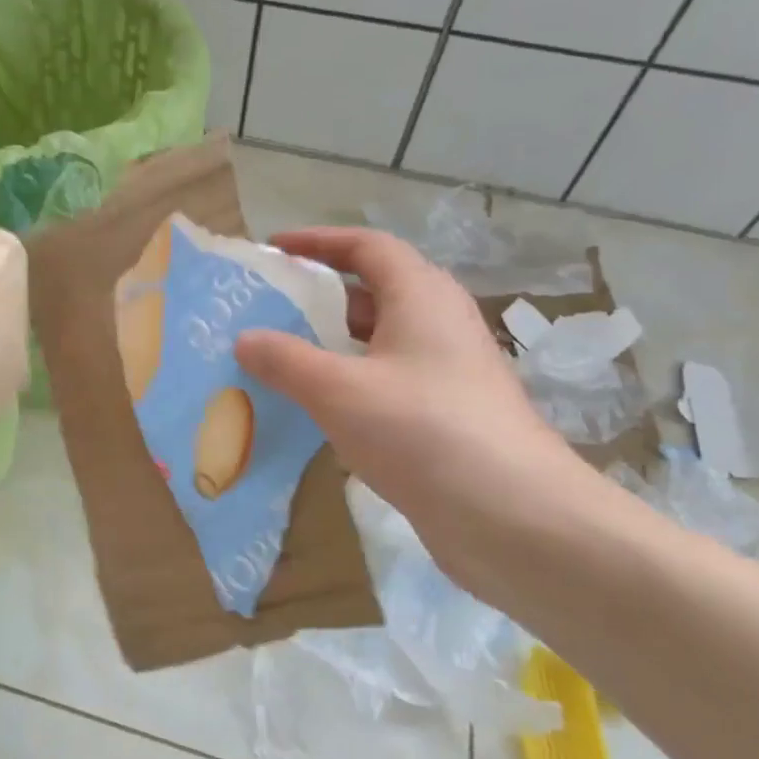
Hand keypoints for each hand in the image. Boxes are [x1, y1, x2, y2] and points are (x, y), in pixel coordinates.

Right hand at [236, 227, 597, 601]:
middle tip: (269, 307)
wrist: (513, 517)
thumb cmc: (422, 431)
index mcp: (421, 296)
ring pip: (380, 340)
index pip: (366, 246)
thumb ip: (285, 360)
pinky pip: (388, 380)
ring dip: (333, 342)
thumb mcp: (338, 390)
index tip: (273, 249)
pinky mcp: (447, 414)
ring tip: (281, 356)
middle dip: (319, 294)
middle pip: (374, 290)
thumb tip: (245, 338)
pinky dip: (350, 381)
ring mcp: (448, 371)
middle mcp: (439, 323)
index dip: (318, 241)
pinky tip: (319, 408)